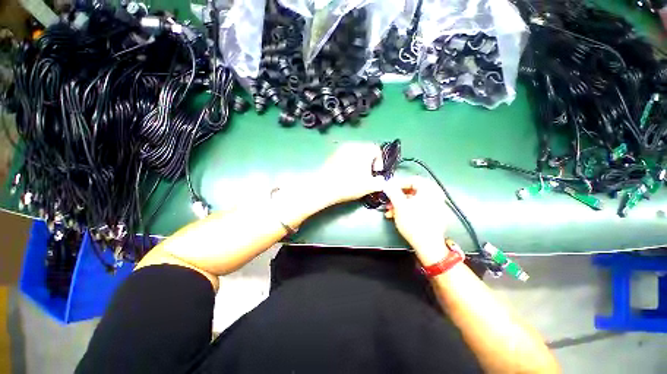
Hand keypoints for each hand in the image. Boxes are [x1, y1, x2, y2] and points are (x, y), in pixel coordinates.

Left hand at [316, 143, 384, 204]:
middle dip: (368, 162)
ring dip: (358, 162)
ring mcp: (340, 149)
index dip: (379, 162)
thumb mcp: (370, 186)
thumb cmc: (350, 184)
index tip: (376, 173)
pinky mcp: (331, 155)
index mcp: (364, 149)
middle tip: (367, 175)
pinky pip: (344, 156)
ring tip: (356, 175)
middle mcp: (352, 145)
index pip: (377, 150)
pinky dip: (348, 163)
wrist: (324, 186)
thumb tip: (381, 181)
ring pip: (354, 153)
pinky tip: (345, 174)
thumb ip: (380, 182)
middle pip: (365, 150)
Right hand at [383, 176, 452, 264]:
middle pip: (412, 191)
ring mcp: (435, 206)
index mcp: (430, 190)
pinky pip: (418, 207)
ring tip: (390, 212)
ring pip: (413, 200)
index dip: (398, 184)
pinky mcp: (433, 215)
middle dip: (397, 197)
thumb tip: (387, 183)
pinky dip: (407, 209)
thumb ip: (393, 192)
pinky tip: (397, 216)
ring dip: (399, 204)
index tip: (388, 190)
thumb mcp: (400, 205)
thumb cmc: (414, 222)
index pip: (412, 180)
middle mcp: (435, 195)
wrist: (427, 245)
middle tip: (388, 201)